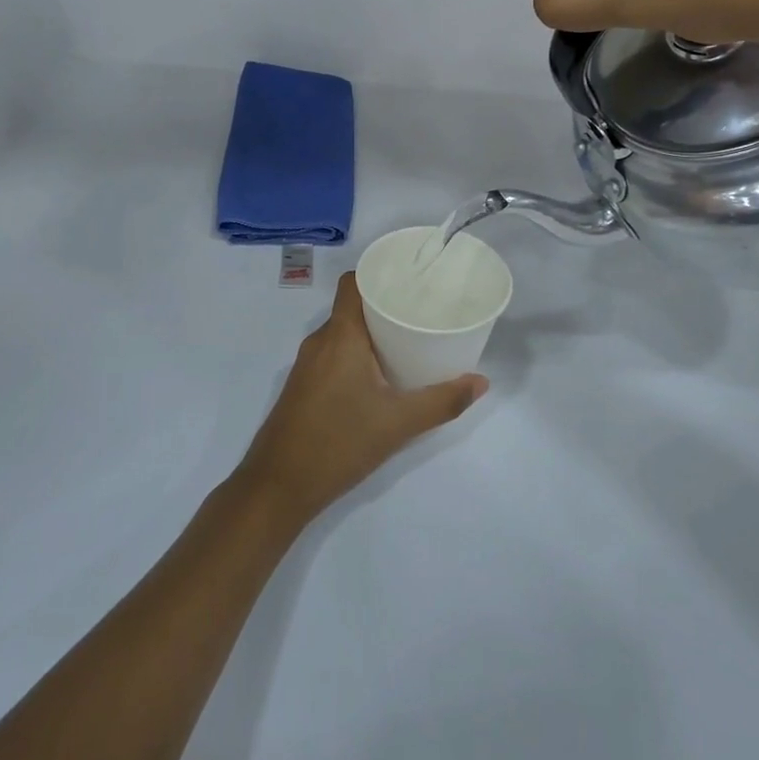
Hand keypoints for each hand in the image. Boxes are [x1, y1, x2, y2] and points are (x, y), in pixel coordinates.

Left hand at [235, 274, 486, 525]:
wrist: (278, 486)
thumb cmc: (339, 442)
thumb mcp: (398, 423)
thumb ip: (442, 401)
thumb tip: (480, 381)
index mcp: (340, 336)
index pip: (353, 283)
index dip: (379, 273)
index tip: (411, 279)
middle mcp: (320, 341)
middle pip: (353, 307)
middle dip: (386, 305)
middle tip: (422, 311)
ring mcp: (307, 365)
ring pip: (343, 333)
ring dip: (372, 333)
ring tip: (408, 340)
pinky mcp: (303, 386)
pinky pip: (334, 354)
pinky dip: (357, 353)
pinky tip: (380, 374)